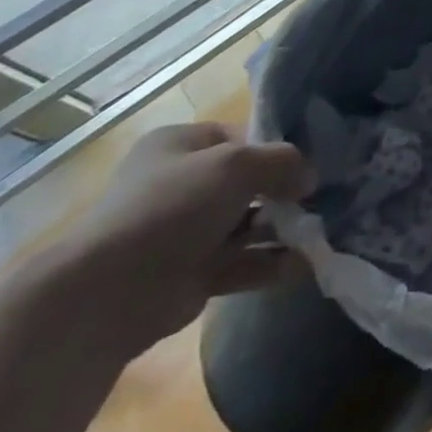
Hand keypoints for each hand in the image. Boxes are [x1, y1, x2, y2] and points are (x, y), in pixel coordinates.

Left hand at [53, 122, 315, 358]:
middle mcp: (182, 184)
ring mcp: (186, 232)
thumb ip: (283, 162)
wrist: (108, 293)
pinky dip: (272, 264)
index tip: (309, 163)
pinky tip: (305, 264)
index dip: (276, 148)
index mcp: (180, 145)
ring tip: (321, 233)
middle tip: (324, 199)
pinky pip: (242, 263)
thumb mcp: (238, 164)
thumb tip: (310, 178)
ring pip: (249, 224)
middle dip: (286, 192)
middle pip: (249, 183)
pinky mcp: (192, 274)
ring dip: (284, 229)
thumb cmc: (172, 207)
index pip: (240, 137)